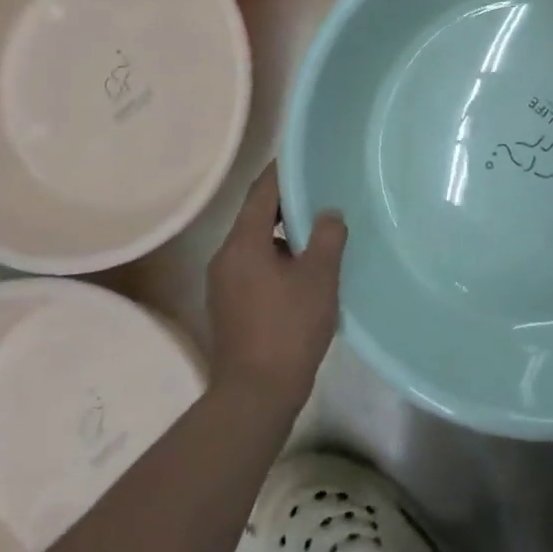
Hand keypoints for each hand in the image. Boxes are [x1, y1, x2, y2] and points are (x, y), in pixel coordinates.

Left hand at [206, 163, 344, 409]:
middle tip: (321, 193)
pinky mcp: (230, 305)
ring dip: (283, 234)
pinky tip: (304, 270)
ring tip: (318, 232)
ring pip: (256, 244)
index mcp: (242, 243)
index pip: (261, 192)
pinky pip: (254, 266)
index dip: (282, 171)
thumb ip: (326, 237)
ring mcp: (224, 283)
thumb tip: (328, 214)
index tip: (304, 156)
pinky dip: (277, 258)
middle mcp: (225, 257)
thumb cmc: (289, 328)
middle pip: (255, 216)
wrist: (255, 395)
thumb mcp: (318, 278)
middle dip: (286, 204)